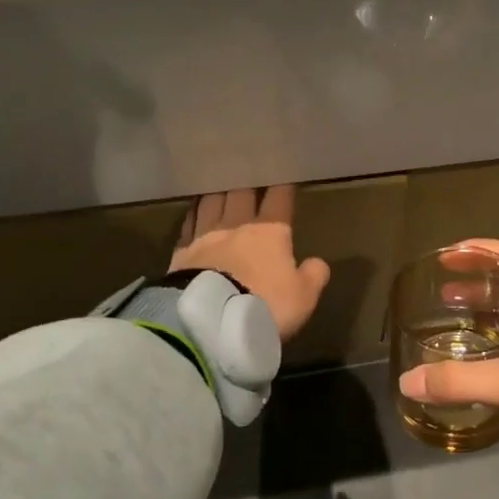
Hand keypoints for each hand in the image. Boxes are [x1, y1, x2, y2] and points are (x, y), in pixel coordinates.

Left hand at [171, 186, 330, 342]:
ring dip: (218, 193)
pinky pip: (188, 224)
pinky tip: (195, 212)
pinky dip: (194, 214)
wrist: (210, 321)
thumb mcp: (303, 297)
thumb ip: (313, 276)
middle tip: (249, 176)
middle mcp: (237, 225)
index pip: (279, 199)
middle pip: (241, 193)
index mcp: (271, 231)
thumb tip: (317, 263)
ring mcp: (205, 236)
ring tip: (221, 187)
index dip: (283, 188)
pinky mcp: (181, 252)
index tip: (285, 180)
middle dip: (248, 184)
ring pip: (212, 202)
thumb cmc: (265, 305)